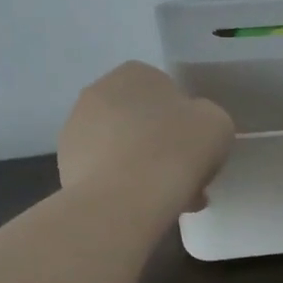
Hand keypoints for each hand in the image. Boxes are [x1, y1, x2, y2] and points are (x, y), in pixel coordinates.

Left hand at [58, 62, 235, 213]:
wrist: (125, 199)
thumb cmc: (176, 148)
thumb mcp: (216, 123)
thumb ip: (205, 118)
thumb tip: (191, 131)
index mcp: (134, 73)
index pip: (167, 93)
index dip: (186, 123)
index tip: (198, 150)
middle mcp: (98, 92)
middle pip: (142, 122)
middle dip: (163, 148)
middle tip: (186, 179)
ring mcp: (76, 130)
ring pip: (123, 150)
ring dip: (143, 170)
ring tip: (167, 202)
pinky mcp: (65, 166)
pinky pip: (106, 174)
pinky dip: (124, 188)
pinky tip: (143, 210)